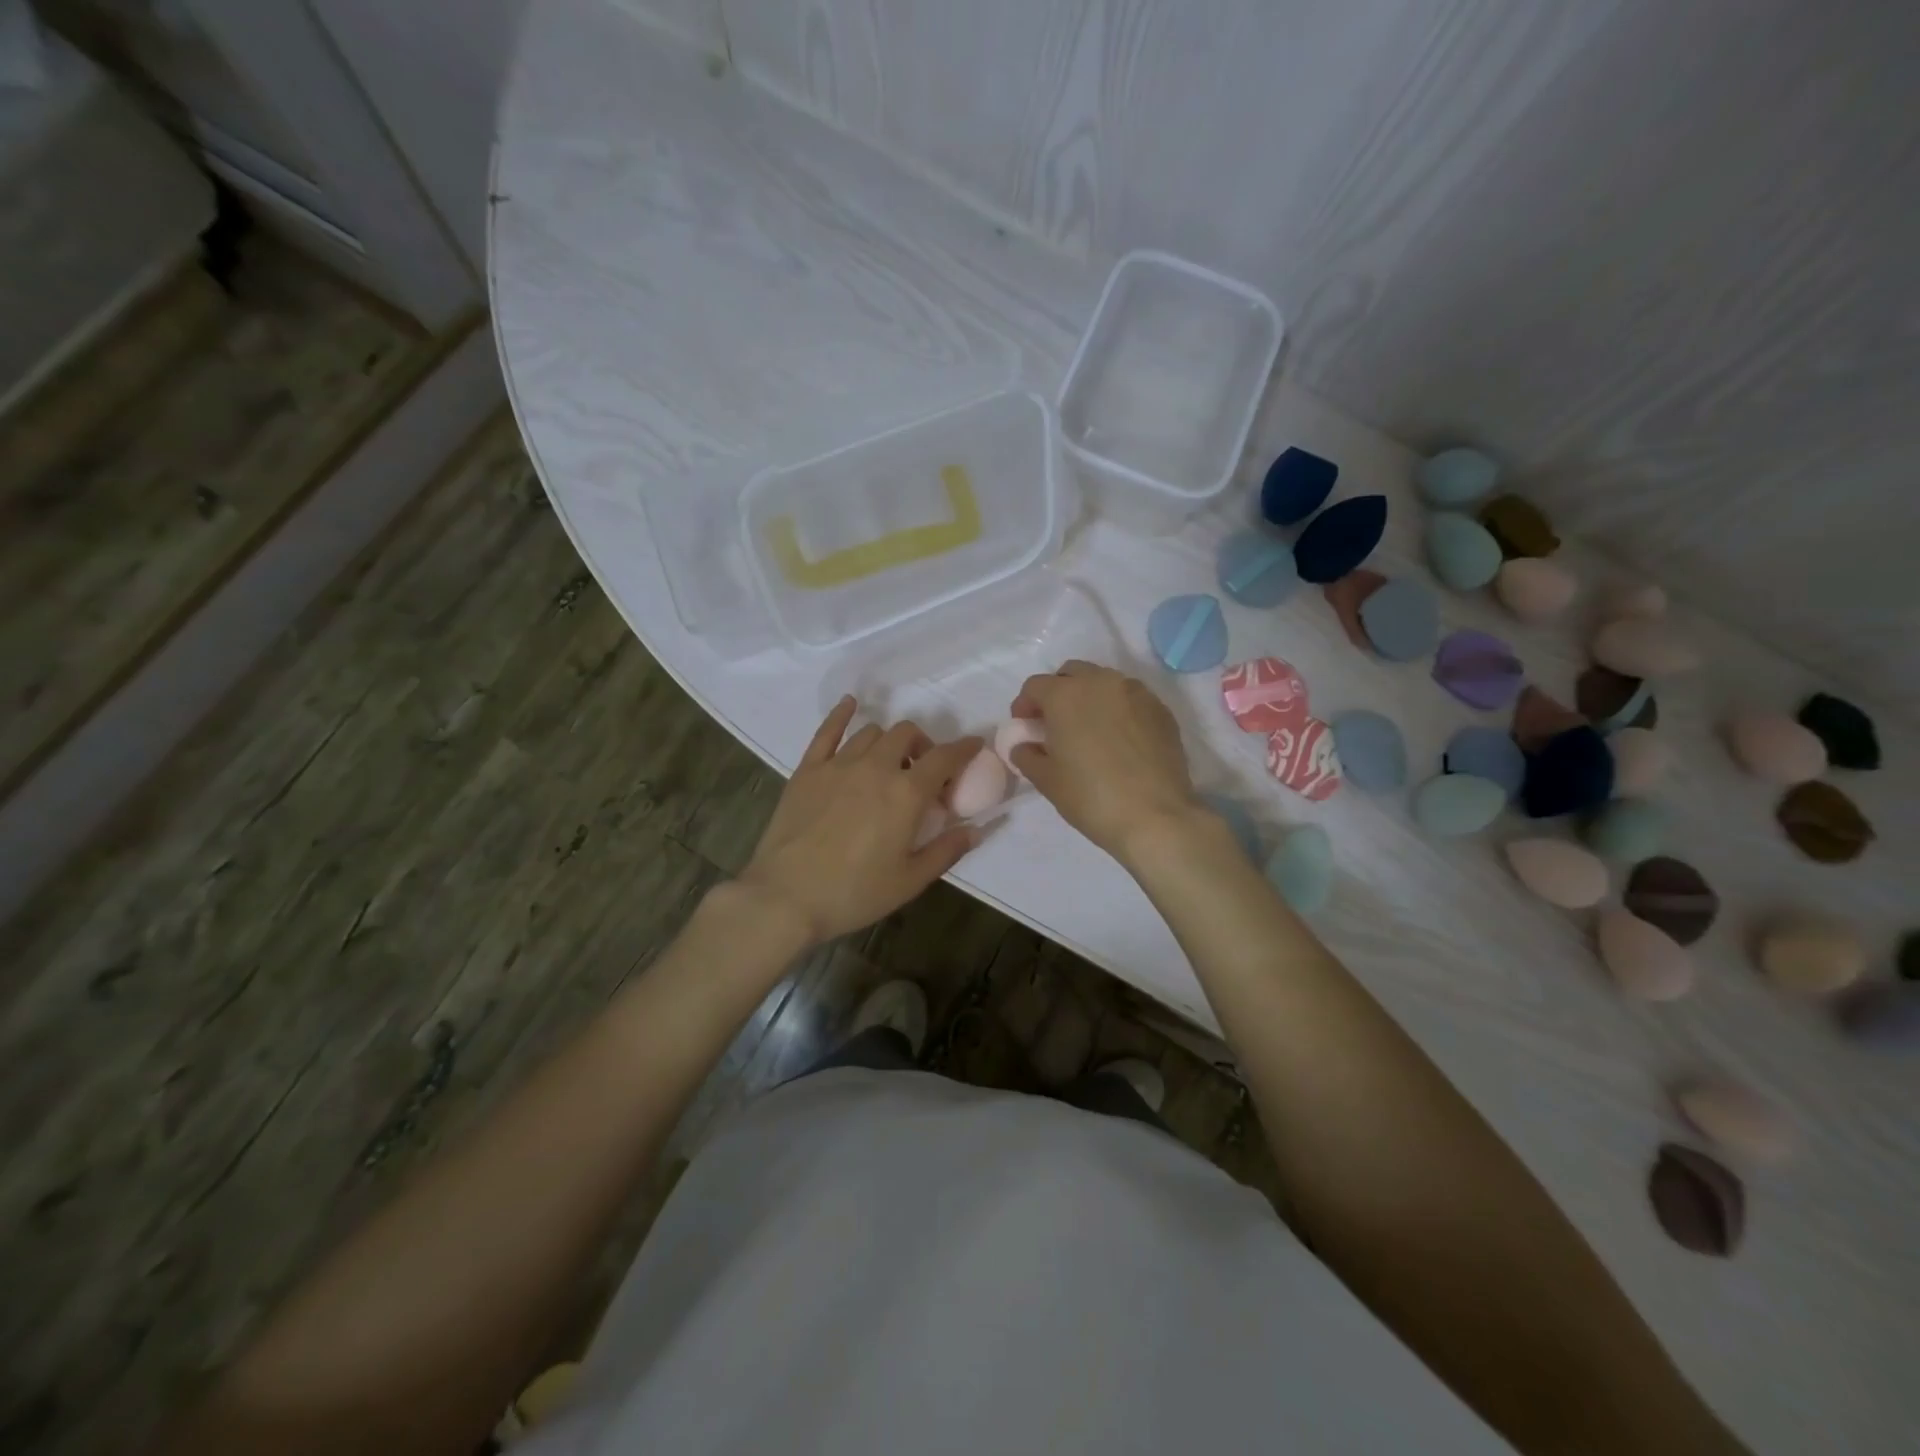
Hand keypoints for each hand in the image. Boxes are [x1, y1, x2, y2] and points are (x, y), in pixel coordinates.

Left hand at [737, 697, 982, 947]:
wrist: (786, 897)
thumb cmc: (854, 893)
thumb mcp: (910, 880)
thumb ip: (947, 850)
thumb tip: (976, 830)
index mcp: (906, 793)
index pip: (945, 758)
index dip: (964, 748)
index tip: (974, 745)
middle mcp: (875, 767)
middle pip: (907, 734)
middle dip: (923, 745)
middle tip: (923, 771)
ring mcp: (838, 764)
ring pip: (872, 732)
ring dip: (889, 741)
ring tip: (889, 762)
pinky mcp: (808, 769)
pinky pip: (827, 730)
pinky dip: (842, 714)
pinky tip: (850, 705)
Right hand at [1008, 662, 1200, 863]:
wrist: (1155, 816)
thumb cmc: (1091, 797)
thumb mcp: (1046, 780)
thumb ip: (1026, 755)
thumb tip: (1023, 746)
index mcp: (1065, 695)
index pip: (1035, 686)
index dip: (1025, 705)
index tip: (1025, 727)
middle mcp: (1101, 682)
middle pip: (1071, 674)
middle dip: (1058, 693)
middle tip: (1056, 724)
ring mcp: (1136, 692)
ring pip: (1104, 682)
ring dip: (1090, 698)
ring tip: (1090, 730)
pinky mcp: (1161, 709)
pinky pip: (1131, 699)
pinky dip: (1118, 710)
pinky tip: (1119, 740)